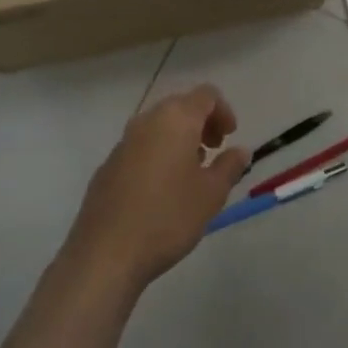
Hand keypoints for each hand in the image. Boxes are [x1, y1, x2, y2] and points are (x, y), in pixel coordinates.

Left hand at [65, 85, 247, 288]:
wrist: (106, 253)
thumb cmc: (168, 217)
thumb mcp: (211, 194)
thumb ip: (229, 166)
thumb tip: (240, 150)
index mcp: (175, 120)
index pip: (206, 95)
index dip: (224, 111)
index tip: (230, 138)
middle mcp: (146, 122)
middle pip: (180, 106)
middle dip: (202, 123)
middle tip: (214, 152)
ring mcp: (122, 143)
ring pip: (158, 127)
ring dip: (180, 139)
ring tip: (191, 173)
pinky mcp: (107, 165)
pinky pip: (140, 148)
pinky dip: (158, 155)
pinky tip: (162, 191)